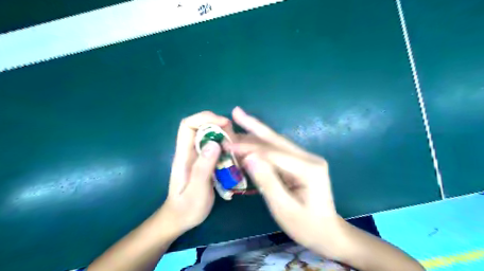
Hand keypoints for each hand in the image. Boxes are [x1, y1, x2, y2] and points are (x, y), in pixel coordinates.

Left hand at [161, 113, 230, 234]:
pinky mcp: (204, 162)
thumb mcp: (196, 190)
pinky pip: (215, 147)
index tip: (224, 123)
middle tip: (234, 139)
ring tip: (236, 148)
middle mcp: (189, 152)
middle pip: (201, 127)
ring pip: (210, 136)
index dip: (205, 118)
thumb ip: (203, 167)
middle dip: (219, 126)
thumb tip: (214, 142)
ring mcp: (197, 156)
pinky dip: (226, 147)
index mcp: (183, 155)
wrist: (180, 219)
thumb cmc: (187, 208)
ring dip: (224, 136)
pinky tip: (234, 156)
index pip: (188, 125)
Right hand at [227, 105, 347, 258]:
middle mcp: (309, 157)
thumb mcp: (283, 208)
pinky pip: (278, 151)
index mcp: (308, 168)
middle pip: (276, 139)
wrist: (327, 233)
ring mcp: (306, 158)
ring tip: (239, 121)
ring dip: (256, 133)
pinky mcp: (301, 162)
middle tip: (236, 111)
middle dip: (254, 126)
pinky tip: (250, 139)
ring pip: (276, 142)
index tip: (227, 145)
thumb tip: (248, 157)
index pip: (272, 153)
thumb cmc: (306, 225)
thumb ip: (267, 181)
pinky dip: (262, 144)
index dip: (248, 148)